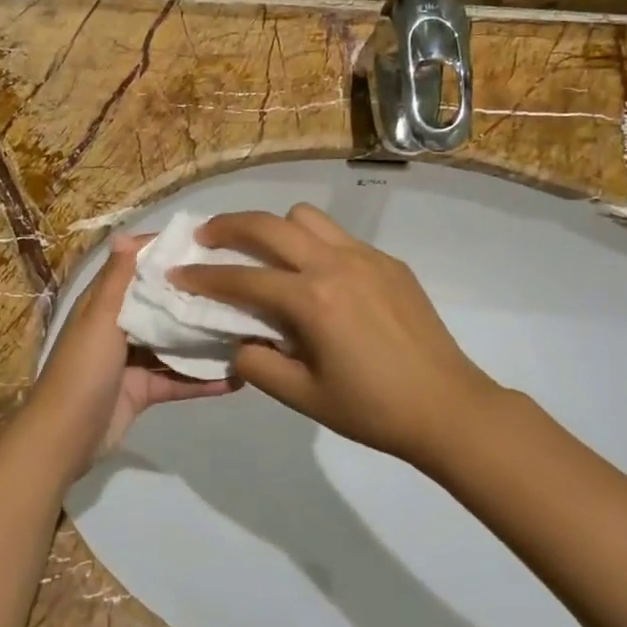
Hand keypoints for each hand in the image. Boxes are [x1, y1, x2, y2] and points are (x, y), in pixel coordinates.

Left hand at [30, 232, 234, 478]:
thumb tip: (124, 233)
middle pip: (160, 304)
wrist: (64, 440)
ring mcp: (132, 360)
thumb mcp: (99, 320)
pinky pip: (178, 379)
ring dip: (204, 338)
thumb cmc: (81, 371)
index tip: (205, 243)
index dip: (165, 254)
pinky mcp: (143, 390)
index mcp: (104, 304)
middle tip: (239, 283)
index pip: (136, 268)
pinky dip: (204, 380)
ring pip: (173, 342)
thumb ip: (117, 281)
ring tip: (246, 327)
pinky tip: (239, 377)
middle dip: (193, 295)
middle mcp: (119, 326)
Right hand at [173, 204, 507, 463]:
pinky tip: (316, 277)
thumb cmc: (372, 409)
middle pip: (268, 225)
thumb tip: (237, 341)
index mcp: (311, 300)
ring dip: (275, 228)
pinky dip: (313, 244)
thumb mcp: (303, 397)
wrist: (449, 407)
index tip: (177, 272)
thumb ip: (258, 365)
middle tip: (206, 238)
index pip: (242, 278)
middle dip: (228, 226)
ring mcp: (365, 257)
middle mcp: (334, 264)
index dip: (203, 276)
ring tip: (264, 252)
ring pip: (306, 217)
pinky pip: (338, 236)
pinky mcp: (388, 262)